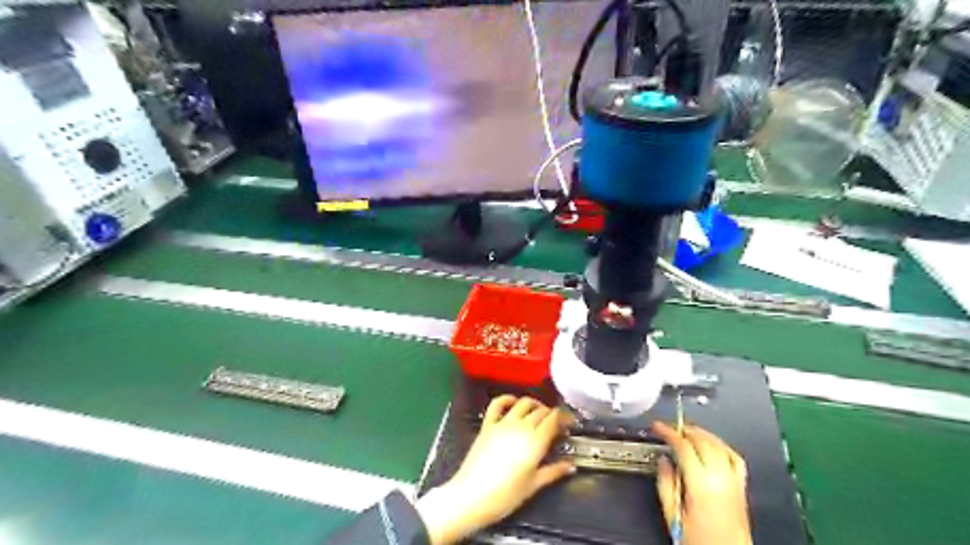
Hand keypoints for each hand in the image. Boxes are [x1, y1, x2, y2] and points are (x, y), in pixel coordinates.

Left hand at [418, 397, 574, 543]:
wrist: (471, 497)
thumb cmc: (504, 496)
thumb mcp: (533, 485)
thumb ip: (553, 472)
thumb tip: (570, 466)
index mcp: (535, 442)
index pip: (554, 419)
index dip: (564, 417)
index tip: (569, 423)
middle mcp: (520, 427)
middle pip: (541, 411)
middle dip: (552, 414)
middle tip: (557, 423)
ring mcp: (503, 423)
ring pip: (523, 403)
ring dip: (534, 404)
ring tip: (539, 412)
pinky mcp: (488, 425)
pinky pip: (497, 404)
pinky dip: (507, 398)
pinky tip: (513, 402)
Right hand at [650, 421, 748, 544]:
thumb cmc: (700, 541)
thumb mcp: (673, 515)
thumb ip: (666, 484)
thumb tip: (663, 461)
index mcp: (701, 485)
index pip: (684, 446)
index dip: (668, 432)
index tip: (658, 427)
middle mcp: (720, 479)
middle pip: (702, 441)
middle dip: (684, 430)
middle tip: (670, 428)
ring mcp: (733, 482)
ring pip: (719, 445)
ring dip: (702, 434)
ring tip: (687, 431)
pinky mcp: (741, 488)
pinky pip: (735, 457)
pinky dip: (722, 446)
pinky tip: (713, 444)